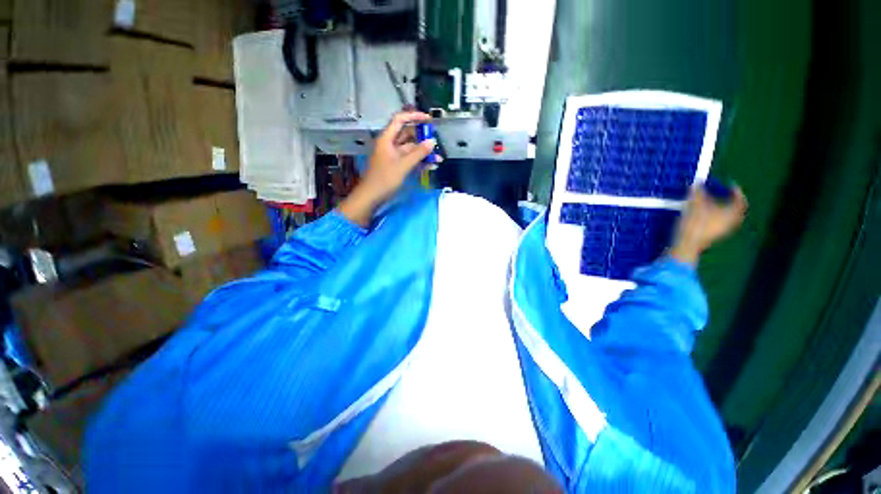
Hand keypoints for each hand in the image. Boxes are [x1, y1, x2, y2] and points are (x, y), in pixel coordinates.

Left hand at [339, 111, 436, 226]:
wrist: (372, 196)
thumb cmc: (385, 179)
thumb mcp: (403, 165)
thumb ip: (418, 153)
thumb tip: (432, 142)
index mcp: (387, 139)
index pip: (400, 120)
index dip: (414, 116)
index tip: (428, 119)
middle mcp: (390, 144)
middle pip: (407, 135)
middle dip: (422, 138)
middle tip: (436, 141)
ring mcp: (393, 156)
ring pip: (410, 149)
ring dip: (423, 153)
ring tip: (438, 158)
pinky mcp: (396, 166)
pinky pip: (409, 160)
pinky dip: (419, 161)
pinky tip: (431, 165)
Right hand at [668, 184, 747, 264]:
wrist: (687, 244)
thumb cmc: (695, 223)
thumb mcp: (695, 205)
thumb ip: (698, 193)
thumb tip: (697, 183)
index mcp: (732, 213)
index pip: (740, 200)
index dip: (737, 191)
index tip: (730, 185)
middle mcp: (732, 222)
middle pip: (737, 210)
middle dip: (732, 201)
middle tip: (726, 194)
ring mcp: (724, 230)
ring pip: (729, 217)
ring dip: (724, 209)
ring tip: (715, 203)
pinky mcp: (715, 235)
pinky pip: (721, 223)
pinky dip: (718, 216)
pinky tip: (708, 215)